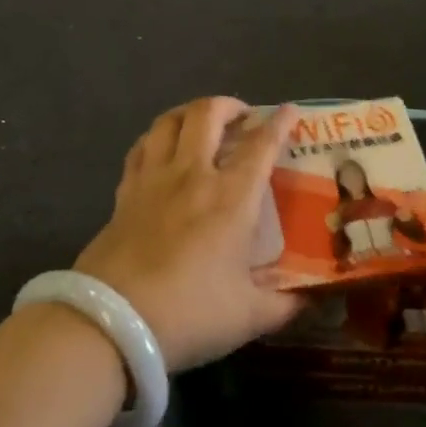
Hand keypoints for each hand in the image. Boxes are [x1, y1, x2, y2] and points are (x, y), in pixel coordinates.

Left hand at [76, 98, 302, 371]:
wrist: (112, 322)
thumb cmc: (190, 313)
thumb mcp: (249, 316)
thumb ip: (285, 305)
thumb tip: (313, 299)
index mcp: (231, 197)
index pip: (261, 145)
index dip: (280, 123)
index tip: (291, 111)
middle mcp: (192, 175)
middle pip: (208, 114)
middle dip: (229, 105)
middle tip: (243, 116)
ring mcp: (153, 179)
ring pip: (169, 121)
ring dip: (190, 112)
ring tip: (202, 121)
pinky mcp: (124, 191)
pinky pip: (141, 147)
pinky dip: (156, 137)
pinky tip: (160, 148)